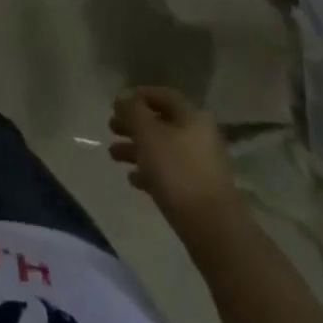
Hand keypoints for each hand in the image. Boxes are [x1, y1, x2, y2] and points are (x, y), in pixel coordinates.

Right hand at [110, 87, 243, 244]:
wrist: (212, 226)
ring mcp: (200, 163)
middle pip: (161, 123)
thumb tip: (123, 98)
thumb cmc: (177, 171)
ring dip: (137, 149)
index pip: (163, 96)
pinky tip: (134, 180)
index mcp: (191, 116)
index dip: (139, 96)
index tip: (117, 104)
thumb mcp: (148, 134)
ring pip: (163, 148)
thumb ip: (132, 111)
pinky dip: (150, 171)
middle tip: (111, 128)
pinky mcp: (197, 189)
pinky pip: (169, 172)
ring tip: (113, 155)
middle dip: (134, 125)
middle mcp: (199, 135)